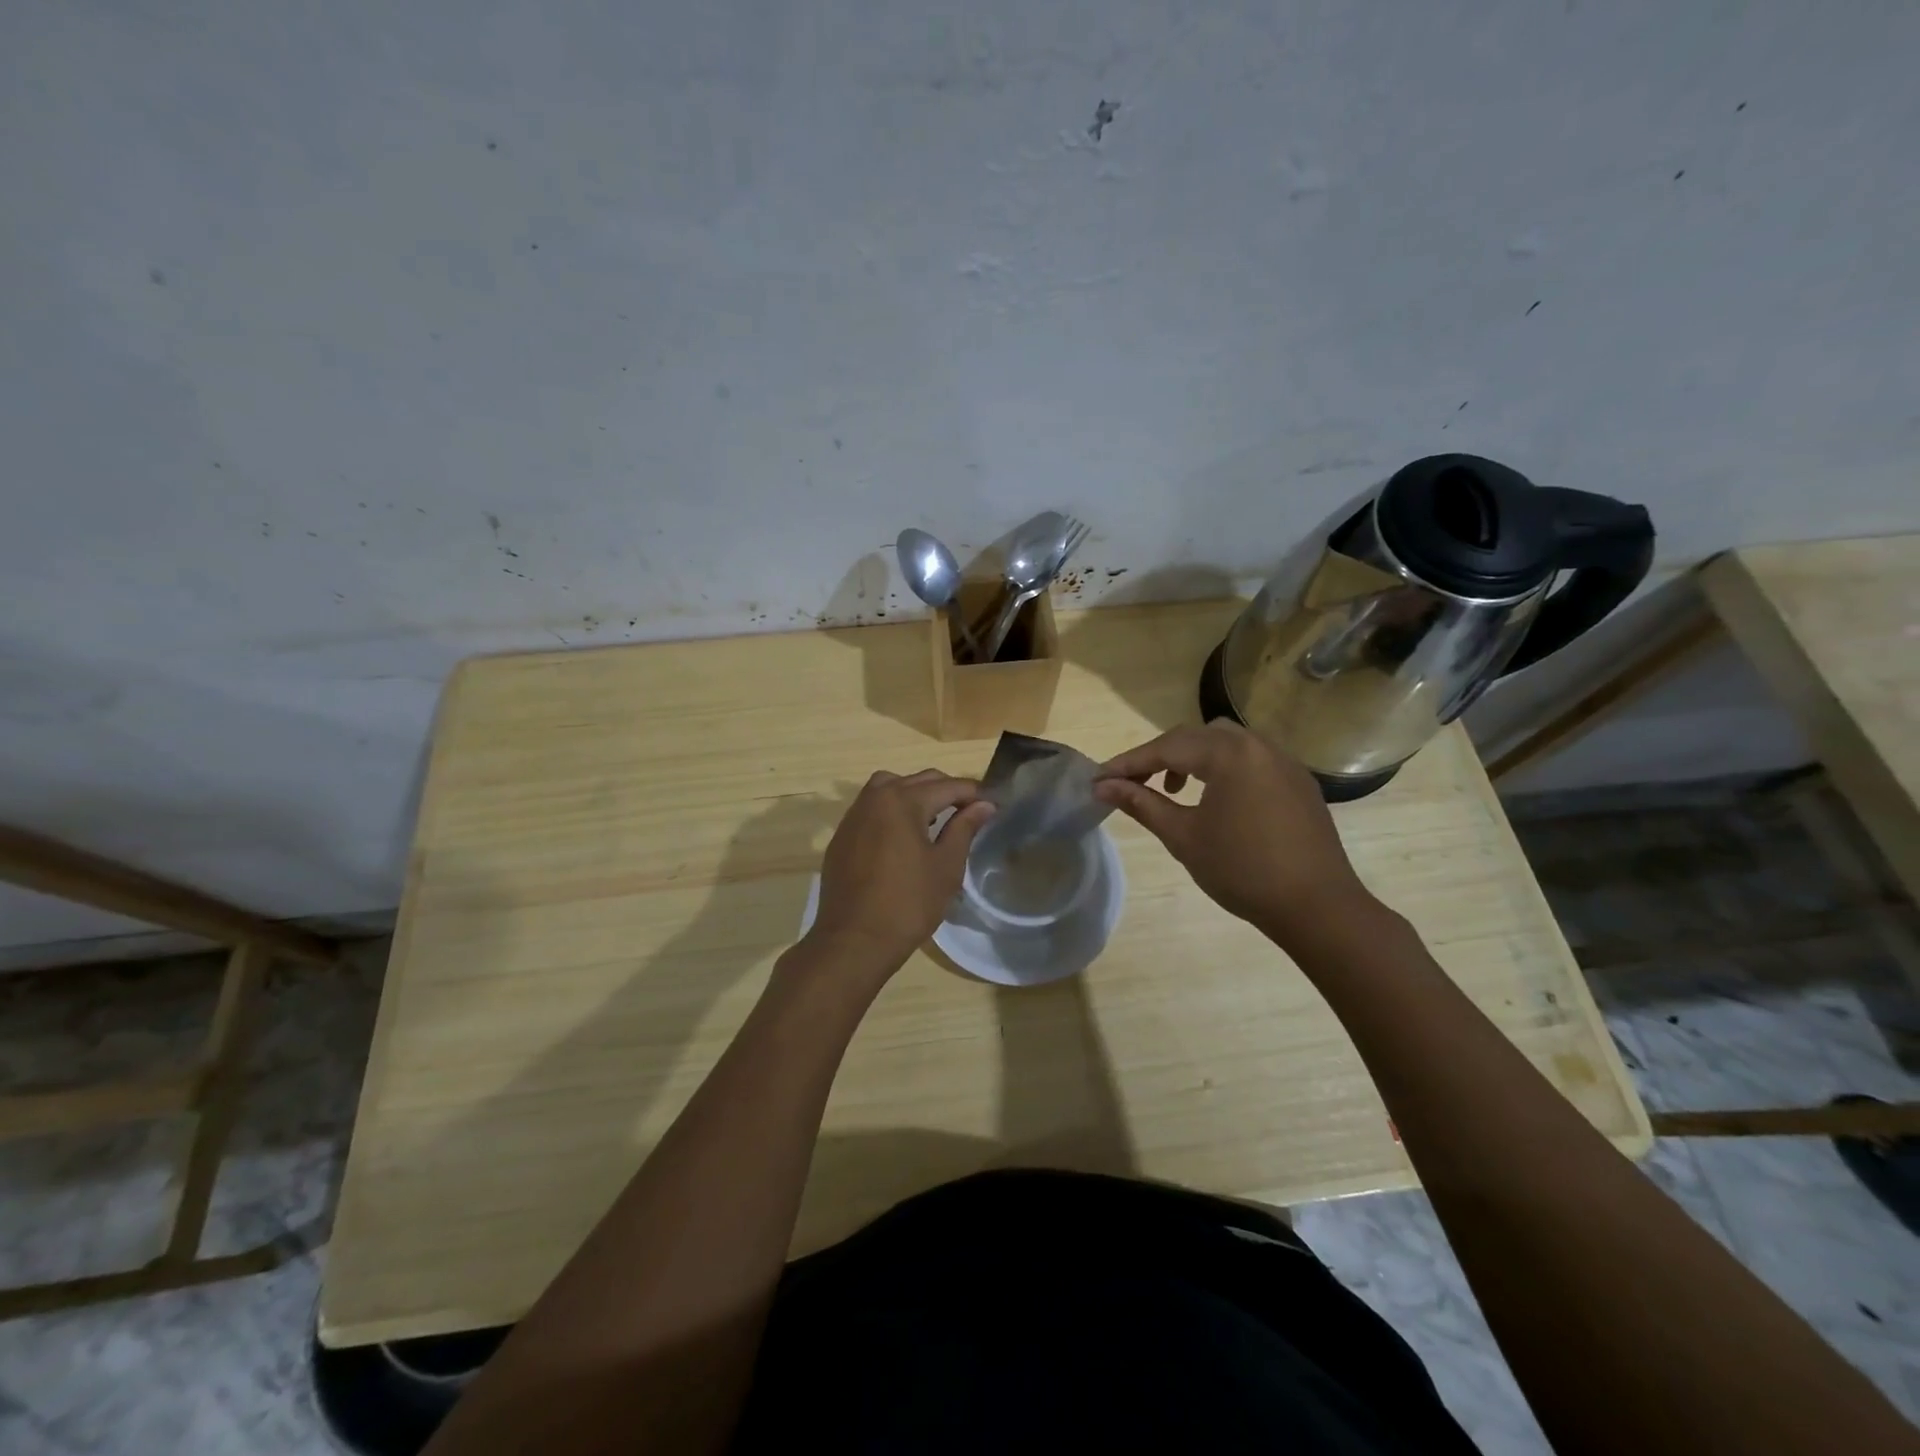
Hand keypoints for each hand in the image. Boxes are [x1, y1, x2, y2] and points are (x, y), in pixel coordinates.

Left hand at [803, 770, 994, 976]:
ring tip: (935, 819)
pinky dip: (892, 810)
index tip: (993, 805)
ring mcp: (854, 815)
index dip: (974, 794)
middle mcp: (875, 797)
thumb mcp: (946, 866)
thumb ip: (964, 828)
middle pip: (918, 780)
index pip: (948, 786)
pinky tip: (904, 836)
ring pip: (890, 787)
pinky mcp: (842, 835)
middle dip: (947, 791)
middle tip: (970, 812)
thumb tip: (984, 805)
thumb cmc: (908, 904)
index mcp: (903, 800)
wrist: (853, 940)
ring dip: (916, 794)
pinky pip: (872, 808)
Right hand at [1094, 721, 1376, 947]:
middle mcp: (1258, 745)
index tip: (1098, 779)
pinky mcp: (1298, 782)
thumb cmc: (1242, 871)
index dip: (1129, 763)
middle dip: (1160, 757)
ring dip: (1192, 759)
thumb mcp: (1183, 836)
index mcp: (1229, 754)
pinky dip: (1223, 769)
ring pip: (1225, 744)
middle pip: (1195, 737)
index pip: (1166, 748)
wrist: (1317, 907)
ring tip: (1174, 791)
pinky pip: (1251, 760)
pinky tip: (1216, 799)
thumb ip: (1142, 803)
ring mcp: (1283, 762)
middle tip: (1132, 783)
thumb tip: (1102, 786)